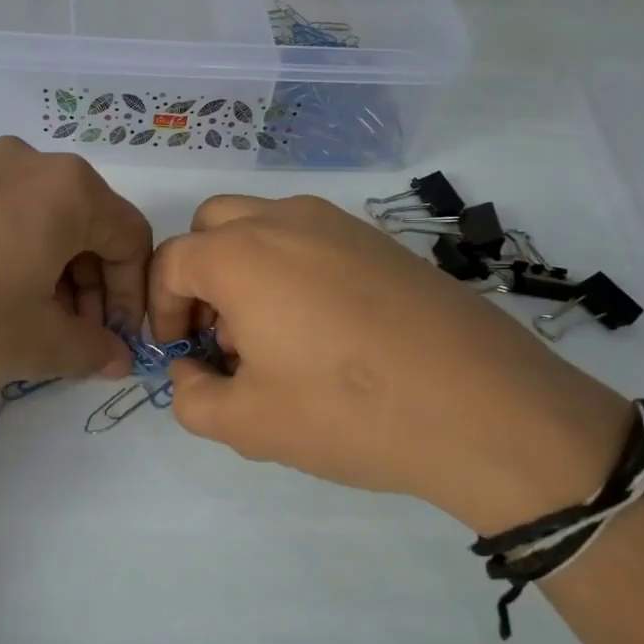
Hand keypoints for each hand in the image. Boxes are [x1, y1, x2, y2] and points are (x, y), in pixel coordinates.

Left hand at [0, 138, 150, 392]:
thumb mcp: (34, 344)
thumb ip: (90, 350)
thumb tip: (118, 358)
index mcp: (68, 190)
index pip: (131, 239)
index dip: (133, 297)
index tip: (113, 342)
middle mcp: (26, 162)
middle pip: (85, 225)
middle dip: (89, 288)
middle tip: (69, 339)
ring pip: (37, 220)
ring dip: (47, 275)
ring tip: (23, 324)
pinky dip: (5, 257)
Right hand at [148, 195, 632, 533]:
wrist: (483, 407)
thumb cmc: (347, 412)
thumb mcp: (247, 423)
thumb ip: (192, 398)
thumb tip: (191, 372)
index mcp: (241, 254)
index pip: (171, 262)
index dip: (161, 310)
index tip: (180, 355)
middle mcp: (285, 220)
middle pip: (213, 226)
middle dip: (199, 276)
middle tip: (218, 335)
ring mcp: (340, 224)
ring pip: (265, 226)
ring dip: (245, 268)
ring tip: (271, 336)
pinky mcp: (383, 241)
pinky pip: (313, 240)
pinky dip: (292, 269)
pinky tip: (325, 330)